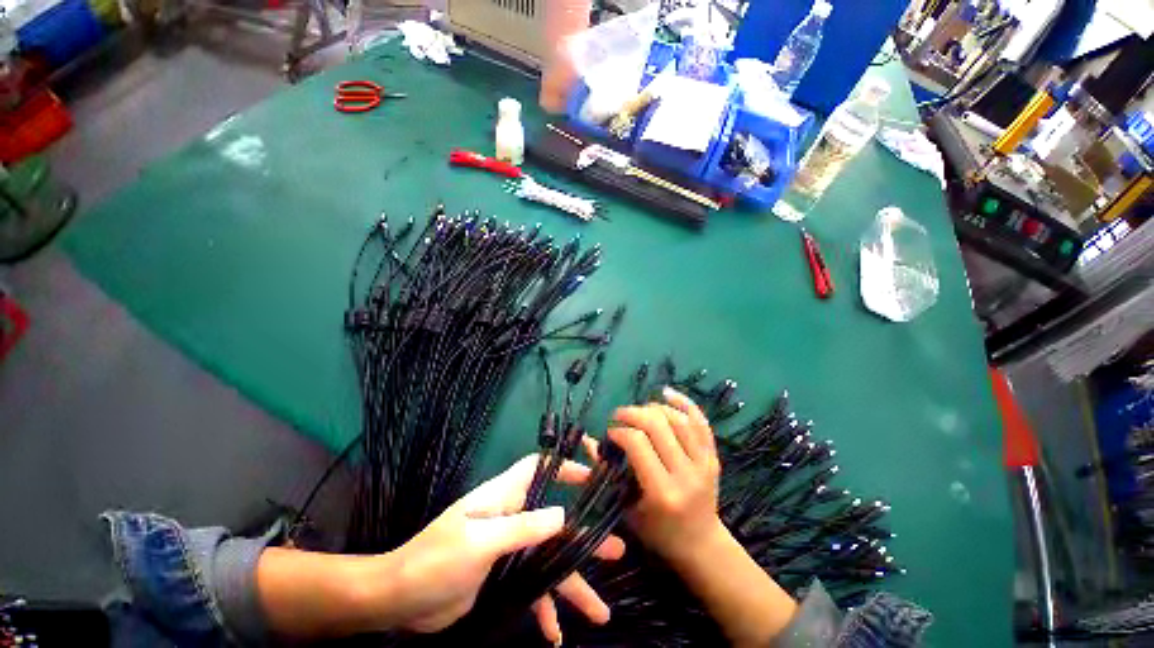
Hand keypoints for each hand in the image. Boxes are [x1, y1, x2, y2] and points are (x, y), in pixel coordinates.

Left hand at [389, 454, 624, 642]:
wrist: (397, 601)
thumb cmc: (434, 561)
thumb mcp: (479, 543)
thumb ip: (521, 529)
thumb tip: (562, 514)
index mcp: (502, 498)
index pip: (538, 468)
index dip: (563, 467)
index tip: (591, 478)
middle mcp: (510, 519)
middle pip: (555, 524)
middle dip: (584, 540)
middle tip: (617, 552)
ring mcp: (507, 550)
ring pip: (547, 563)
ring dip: (572, 585)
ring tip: (601, 612)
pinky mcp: (502, 577)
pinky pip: (531, 590)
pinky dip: (544, 610)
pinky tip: (556, 635)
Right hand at [590, 387, 723, 567]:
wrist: (701, 544)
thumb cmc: (657, 532)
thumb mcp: (625, 508)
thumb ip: (605, 473)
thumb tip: (587, 441)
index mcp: (662, 492)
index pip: (637, 443)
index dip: (619, 430)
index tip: (610, 432)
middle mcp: (686, 474)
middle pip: (657, 425)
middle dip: (633, 413)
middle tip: (620, 415)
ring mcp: (704, 464)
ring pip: (678, 419)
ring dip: (654, 407)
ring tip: (640, 411)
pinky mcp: (714, 457)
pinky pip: (701, 422)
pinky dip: (684, 402)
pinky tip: (666, 393)